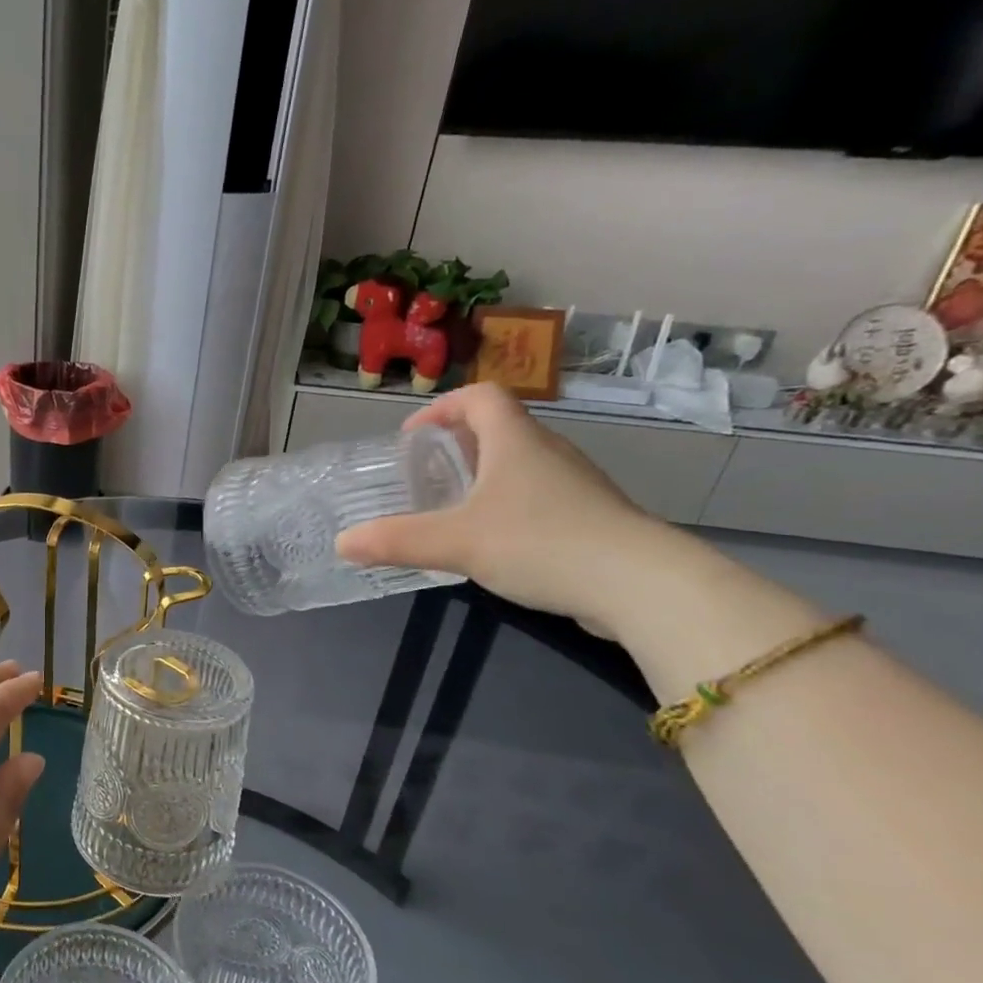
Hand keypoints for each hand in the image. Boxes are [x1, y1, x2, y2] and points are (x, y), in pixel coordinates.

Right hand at [334, 384, 676, 632]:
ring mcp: (575, 484)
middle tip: (426, 475)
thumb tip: (342, 542)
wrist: (640, 585)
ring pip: (521, 464)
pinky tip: (496, 542)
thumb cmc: (541, 543)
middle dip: (458, 445)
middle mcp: (548, 452)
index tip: (413, 437)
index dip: (443, 407)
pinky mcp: (591, 516)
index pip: (481, 397)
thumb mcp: (456, 543)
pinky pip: (539, 495)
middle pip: (501, 428)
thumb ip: (395, 541)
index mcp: (516, 442)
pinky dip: (509, 505)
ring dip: (484, 476)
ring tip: (453, 509)